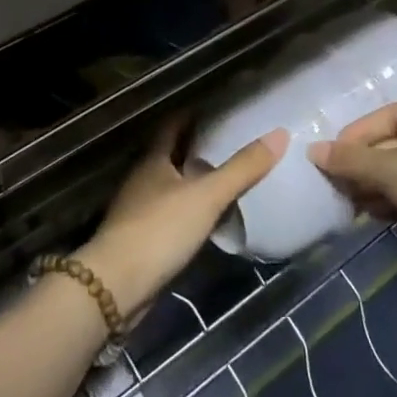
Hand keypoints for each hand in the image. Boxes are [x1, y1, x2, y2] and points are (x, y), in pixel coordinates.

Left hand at [76, 115, 286, 317]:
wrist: (116, 287)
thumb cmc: (159, 230)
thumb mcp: (207, 196)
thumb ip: (242, 169)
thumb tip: (279, 134)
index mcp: (153, 161)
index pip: (172, 127)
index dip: (190, 115)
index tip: (213, 109)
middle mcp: (142, 181)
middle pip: (169, 156)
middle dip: (194, 148)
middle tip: (227, 141)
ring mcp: (138, 212)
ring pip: (168, 187)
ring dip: (190, 181)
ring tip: (222, 178)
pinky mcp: (140, 242)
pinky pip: (169, 216)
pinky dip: (187, 211)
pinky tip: (205, 219)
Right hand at [308, 101, 396, 238]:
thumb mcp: (390, 168)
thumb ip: (351, 160)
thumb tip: (313, 151)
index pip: (391, 115)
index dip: (359, 133)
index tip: (333, 153)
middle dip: (366, 164)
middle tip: (339, 180)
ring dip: (376, 185)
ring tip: (351, 200)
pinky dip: (394, 200)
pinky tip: (373, 213)